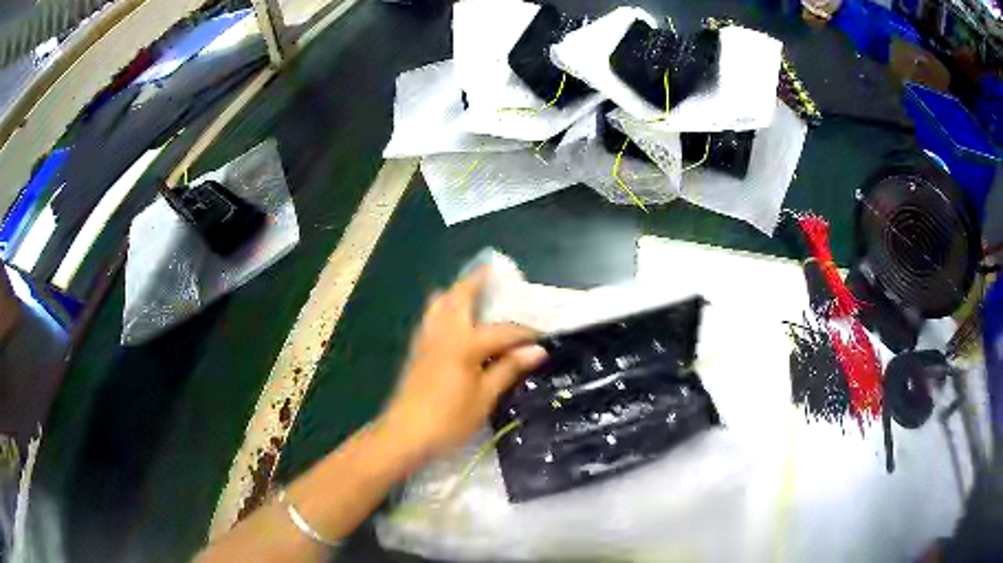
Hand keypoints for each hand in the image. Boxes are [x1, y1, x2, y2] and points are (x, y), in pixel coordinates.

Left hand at [377, 266, 546, 465]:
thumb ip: (509, 369)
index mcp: (464, 343)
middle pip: (458, 296)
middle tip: (491, 271)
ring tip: (472, 293)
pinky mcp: (417, 350)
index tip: (542, 337)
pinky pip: (431, 317)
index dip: (524, 332)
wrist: (405, 433)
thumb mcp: (485, 397)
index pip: (501, 330)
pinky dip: (443, 308)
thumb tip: (537, 350)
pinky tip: (453, 322)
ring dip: (455, 292)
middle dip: (475, 281)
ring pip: (438, 303)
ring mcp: (426, 339)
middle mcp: (443, 332)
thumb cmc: (449, 419)